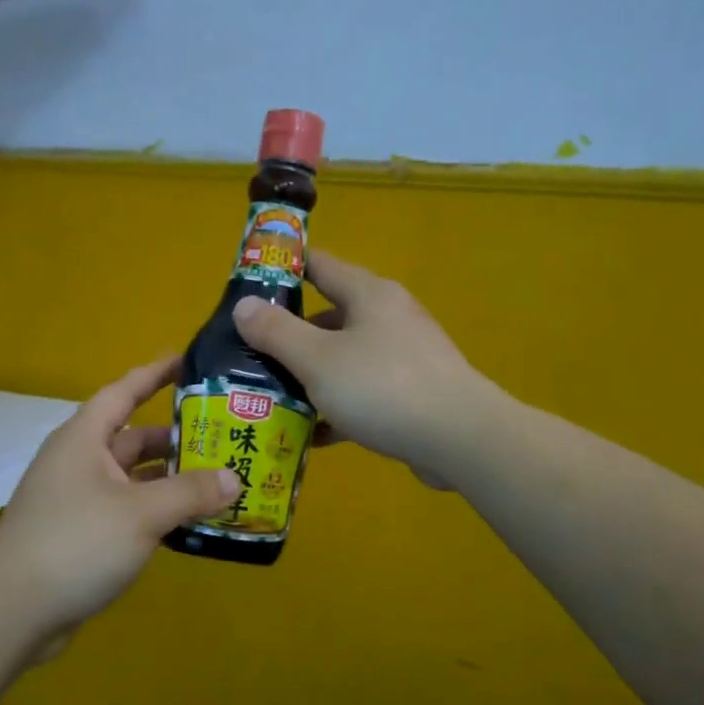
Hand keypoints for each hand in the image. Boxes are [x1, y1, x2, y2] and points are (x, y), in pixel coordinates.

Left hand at [0, 356, 238, 631]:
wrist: (9, 613)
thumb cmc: (75, 543)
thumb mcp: (141, 513)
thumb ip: (190, 492)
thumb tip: (234, 479)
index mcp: (85, 439)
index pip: (124, 391)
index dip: (155, 373)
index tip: (189, 361)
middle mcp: (80, 462)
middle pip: (134, 438)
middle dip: (176, 438)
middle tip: (224, 437)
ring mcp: (78, 500)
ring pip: (134, 478)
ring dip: (170, 480)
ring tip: (219, 481)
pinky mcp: (81, 535)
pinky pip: (128, 510)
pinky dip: (157, 511)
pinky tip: (190, 523)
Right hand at [233, 250, 487, 483]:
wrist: (460, 438)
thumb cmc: (382, 387)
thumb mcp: (317, 359)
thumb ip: (276, 332)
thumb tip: (243, 305)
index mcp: (369, 295)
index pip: (320, 266)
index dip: (284, 269)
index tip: (248, 285)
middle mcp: (389, 317)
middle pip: (330, 316)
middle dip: (290, 334)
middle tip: (250, 352)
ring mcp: (405, 356)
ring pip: (346, 358)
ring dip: (311, 376)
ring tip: (272, 396)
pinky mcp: (413, 393)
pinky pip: (364, 393)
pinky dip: (338, 407)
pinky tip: (313, 434)